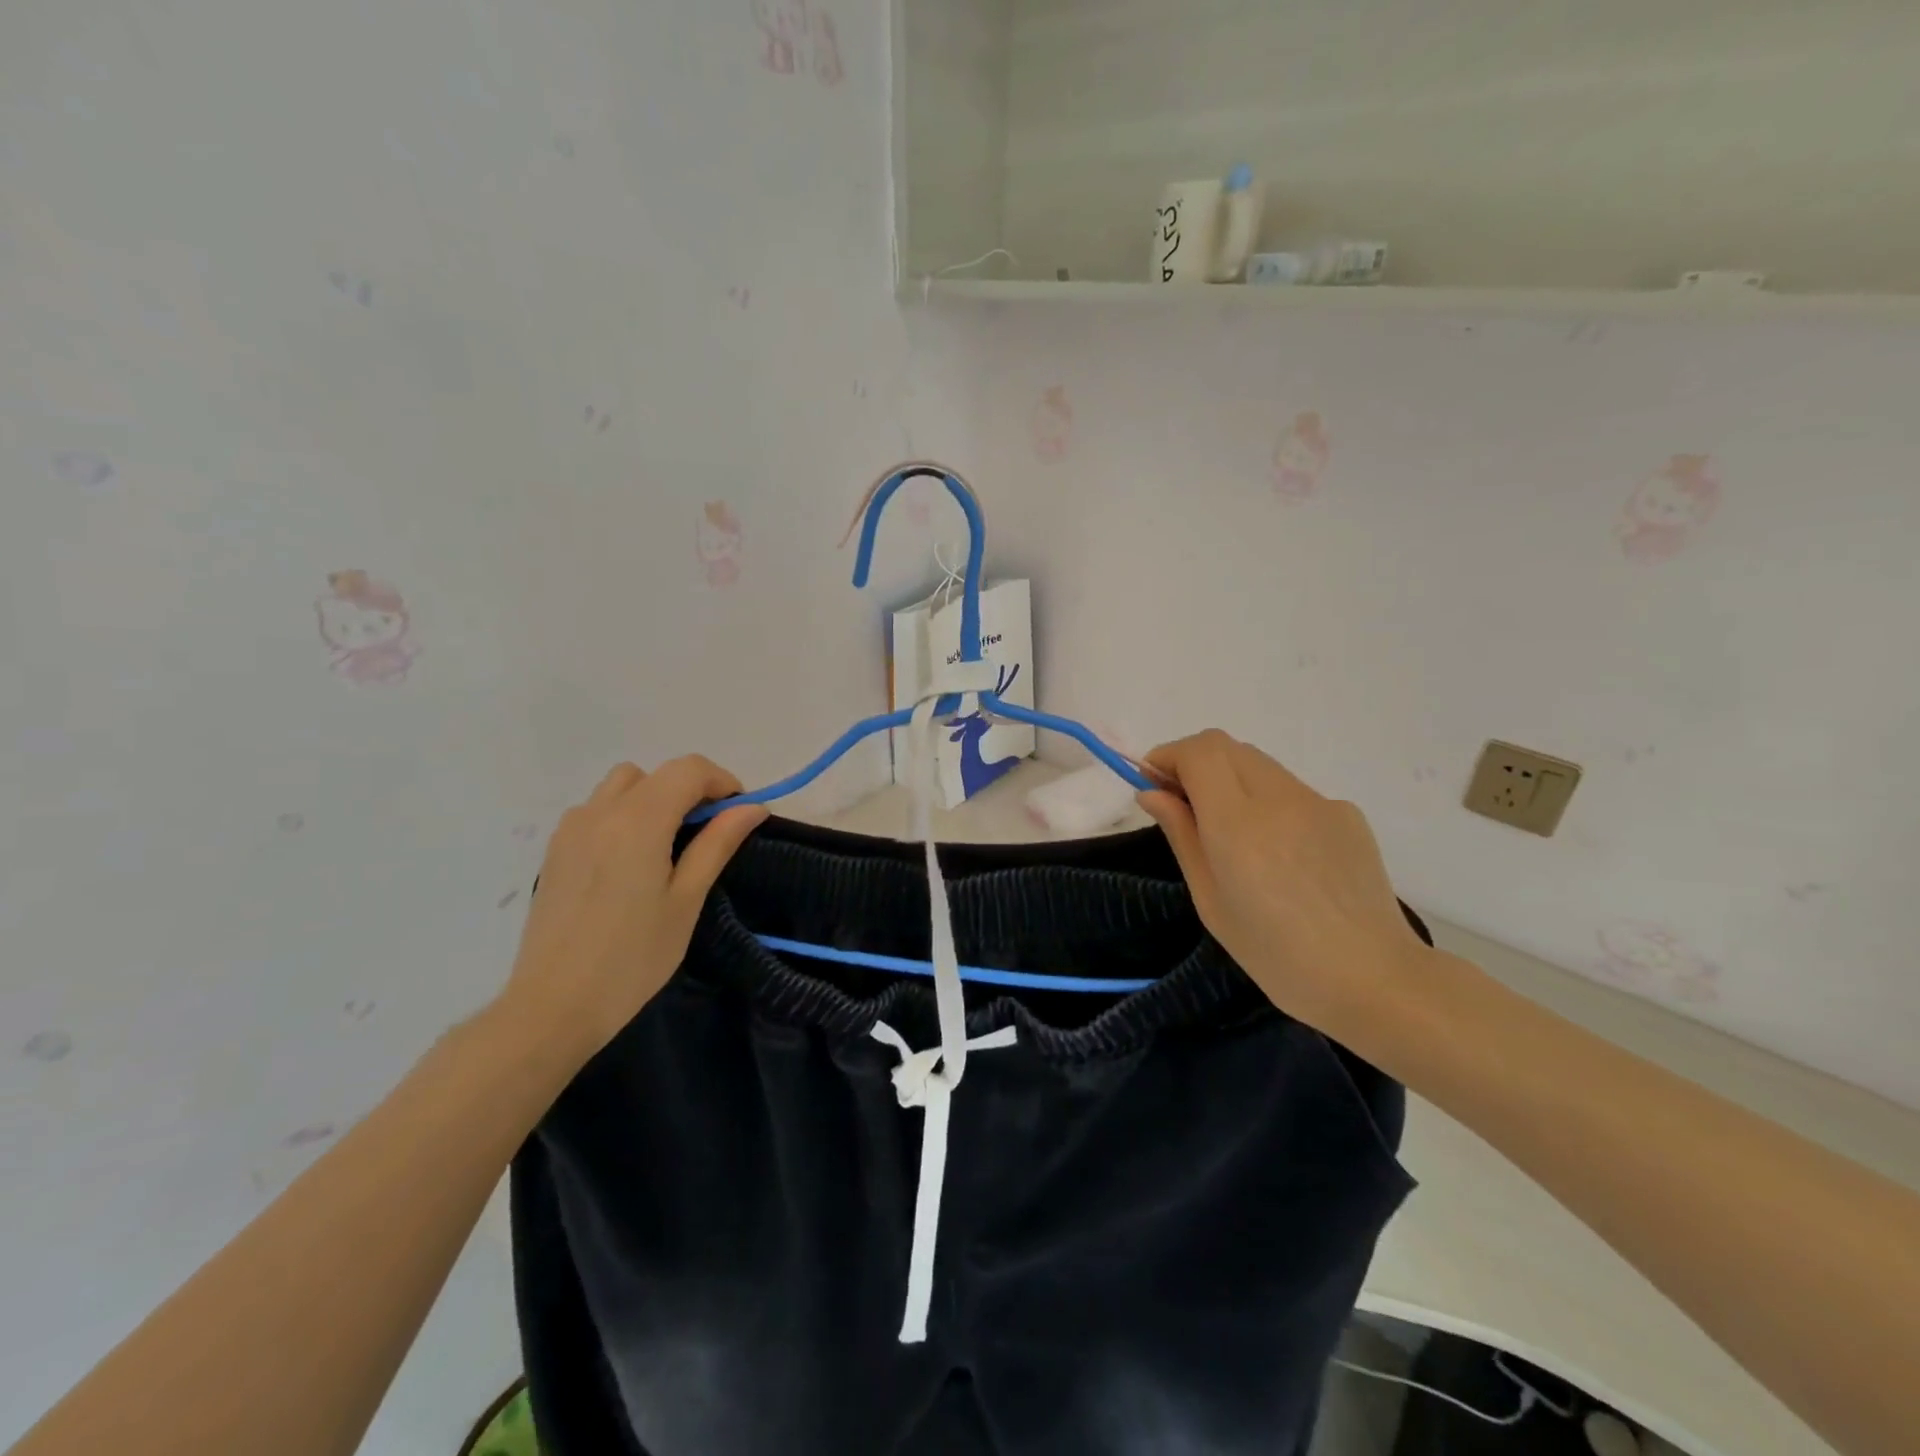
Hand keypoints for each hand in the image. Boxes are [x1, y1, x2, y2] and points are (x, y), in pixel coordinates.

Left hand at [498, 758, 767, 1063]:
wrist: (554, 1005)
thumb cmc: (633, 957)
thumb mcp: (687, 900)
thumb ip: (718, 844)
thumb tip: (752, 808)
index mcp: (638, 821)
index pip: (688, 769)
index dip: (721, 782)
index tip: (737, 815)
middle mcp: (601, 812)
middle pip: (655, 774)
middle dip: (689, 790)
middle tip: (707, 833)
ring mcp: (571, 829)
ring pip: (622, 786)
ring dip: (653, 798)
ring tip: (666, 845)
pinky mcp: (555, 850)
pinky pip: (596, 810)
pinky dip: (623, 815)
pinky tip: (630, 861)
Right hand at [1136, 731, 1431, 1039]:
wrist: (1372, 979)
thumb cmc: (1275, 954)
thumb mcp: (1210, 900)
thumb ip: (1181, 835)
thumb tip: (1152, 793)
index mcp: (1238, 823)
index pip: (1200, 752)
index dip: (1169, 756)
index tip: (1153, 782)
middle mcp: (1280, 798)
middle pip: (1227, 747)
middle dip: (1196, 763)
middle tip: (1184, 804)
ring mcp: (1319, 802)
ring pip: (1260, 766)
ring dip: (1232, 780)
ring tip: (1233, 834)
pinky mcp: (1347, 814)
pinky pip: (1293, 791)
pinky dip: (1270, 804)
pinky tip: (1282, 855)